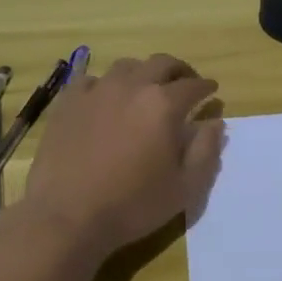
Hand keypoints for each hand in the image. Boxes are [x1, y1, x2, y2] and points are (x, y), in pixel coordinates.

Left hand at [23, 54, 225, 257]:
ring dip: (143, 73)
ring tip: (145, 89)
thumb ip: (206, 151)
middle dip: (179, 71)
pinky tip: (104, 99)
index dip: (206, 87)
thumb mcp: (185, 188)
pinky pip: (91, 80)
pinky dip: (104, 85)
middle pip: (162, 63)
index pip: (193, 85)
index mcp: (164, 105)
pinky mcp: (68, 102)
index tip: (211, 91)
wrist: (67, 217)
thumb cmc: (132, 205)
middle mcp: (133, 87)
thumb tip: (215, 122)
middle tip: (185, 83)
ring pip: (127, 66)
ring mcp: (97, 91)